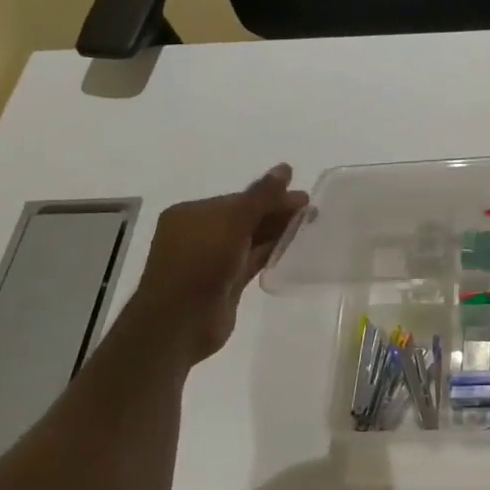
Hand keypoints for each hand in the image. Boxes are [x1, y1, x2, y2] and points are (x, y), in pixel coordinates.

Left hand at [117, 165, 308, 367]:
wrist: (179, 322)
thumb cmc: (200, 263)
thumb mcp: (232, 222)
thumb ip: (261, 196)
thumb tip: (285, 167)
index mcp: (191, 214)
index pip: (238, 199)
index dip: (270, 196)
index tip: (302, 197)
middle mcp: (199, 234)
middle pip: (245, 217)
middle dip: (276, 212)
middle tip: (310, 210)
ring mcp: (211, 260)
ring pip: (249, 239)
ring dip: (276, 232)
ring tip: (308, 224)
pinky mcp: (224, 283)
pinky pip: (251, 260)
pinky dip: (270, 252)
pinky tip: (292, 247)